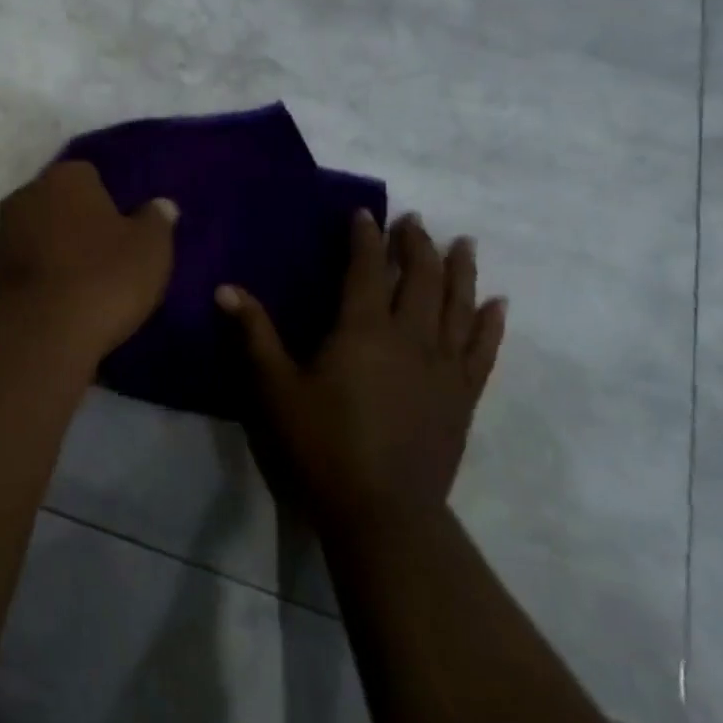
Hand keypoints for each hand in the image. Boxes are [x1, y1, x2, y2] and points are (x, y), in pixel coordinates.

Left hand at [0, 162, 177, 363]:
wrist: (35, 336)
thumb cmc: (101, 280)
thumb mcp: (150, 250)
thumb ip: (156, 221)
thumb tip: (160, 204)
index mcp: (65, 177)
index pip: (89, 175)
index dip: (108, 201)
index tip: (122, 230)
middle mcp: (24, 195)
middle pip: (56, 203)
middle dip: (74, 223)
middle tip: (102, 256)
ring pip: (33, 234)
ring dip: (50, 251)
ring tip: (77, 286)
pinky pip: (17, 269)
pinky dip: (32, 280)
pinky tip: (51, 306)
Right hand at [217, 212, 506, 528]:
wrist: (382, 509)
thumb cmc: (321, 443)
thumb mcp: (275, 387)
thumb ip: (254, 334)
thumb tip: (226, 289)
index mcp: (363, 330)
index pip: (367, 269)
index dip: (365, 238)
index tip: (365, 213)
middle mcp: (410, 337)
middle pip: (420, 278)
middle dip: (417, 245)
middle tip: (415, 221)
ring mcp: (444, 366)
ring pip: (458, 305)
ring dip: (460, 270)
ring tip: (464, 243)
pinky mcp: (463, 395)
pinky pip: (483, 348)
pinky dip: (490, 322)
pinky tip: (496, 304)